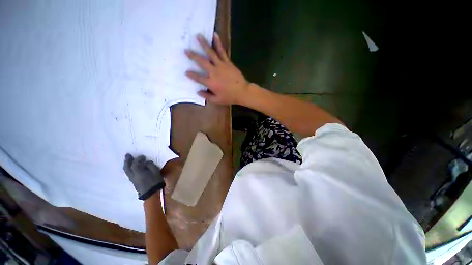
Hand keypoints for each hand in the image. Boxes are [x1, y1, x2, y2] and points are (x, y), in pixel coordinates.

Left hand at [123, 154, 164, 200]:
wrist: (152, 193)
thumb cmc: (155, 181)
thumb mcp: (156, 171)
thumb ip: (150, 165)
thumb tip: (147, 162)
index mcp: (138, 172)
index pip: (135, 164)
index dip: (138, 159)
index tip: (142, 156)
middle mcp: (133, 176)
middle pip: (127, 167)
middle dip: (127, 161)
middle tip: (128, 155)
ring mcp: (132, 180)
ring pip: (127, 171)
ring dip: (127, 165)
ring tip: (128, 160)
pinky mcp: (134, 182)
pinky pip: (129, 174)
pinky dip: (129, 169)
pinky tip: (132, 168)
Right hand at [185, 33, 249, 104]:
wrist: (242, 91)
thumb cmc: (230, 97)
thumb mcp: (217, 100)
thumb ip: (207, 96)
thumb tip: (198, 92)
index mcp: (210, 82)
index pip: (198, 78)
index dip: (191, 75)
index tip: (186, 72)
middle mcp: (214, 72)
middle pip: (201, 62)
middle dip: (193, 56)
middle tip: (186, 50)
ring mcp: (221, 65)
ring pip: (211, 53)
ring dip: (204, 44)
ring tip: (198, 36)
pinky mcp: (227, 62)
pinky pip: (222, 51)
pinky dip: (218, 43)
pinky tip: (215, 35)